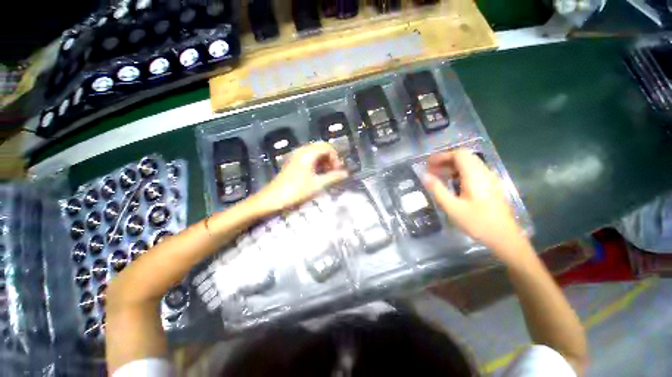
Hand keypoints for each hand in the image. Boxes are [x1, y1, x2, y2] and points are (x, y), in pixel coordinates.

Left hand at [250, 142, 348, 216]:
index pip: (327, 148)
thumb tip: (346, 174)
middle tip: (334, 171)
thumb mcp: (317, 185)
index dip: (335, 158)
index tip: (338, 170)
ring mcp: (296, 157)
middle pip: (321, 149)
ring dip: (324, 162)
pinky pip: (308, 158)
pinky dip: (316, 164)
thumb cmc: (296, 191)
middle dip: (330, 159)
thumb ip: (333, 177)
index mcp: (308, 153)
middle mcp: (302, 151)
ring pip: (315, 154)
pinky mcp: (293, 163)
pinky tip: (318, 175)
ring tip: (328, 174)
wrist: (272, 199)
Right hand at [422, 149, 526, 262]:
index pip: (459, 155)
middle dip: (446, 160)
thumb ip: (437, 189)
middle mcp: (484, 173)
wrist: (504, 237)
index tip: (428, 163)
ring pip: (470, 164)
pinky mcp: (491, 186)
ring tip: (438, 175)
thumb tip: (424, 176)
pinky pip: (474, 172)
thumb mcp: (452, 207)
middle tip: (431, 169)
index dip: (442, 156)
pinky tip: (453, 183)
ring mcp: (490, 179)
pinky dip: (460, 172)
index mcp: (475, 175)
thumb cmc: (477, 222)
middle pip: (465, 157)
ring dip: (453, 166)